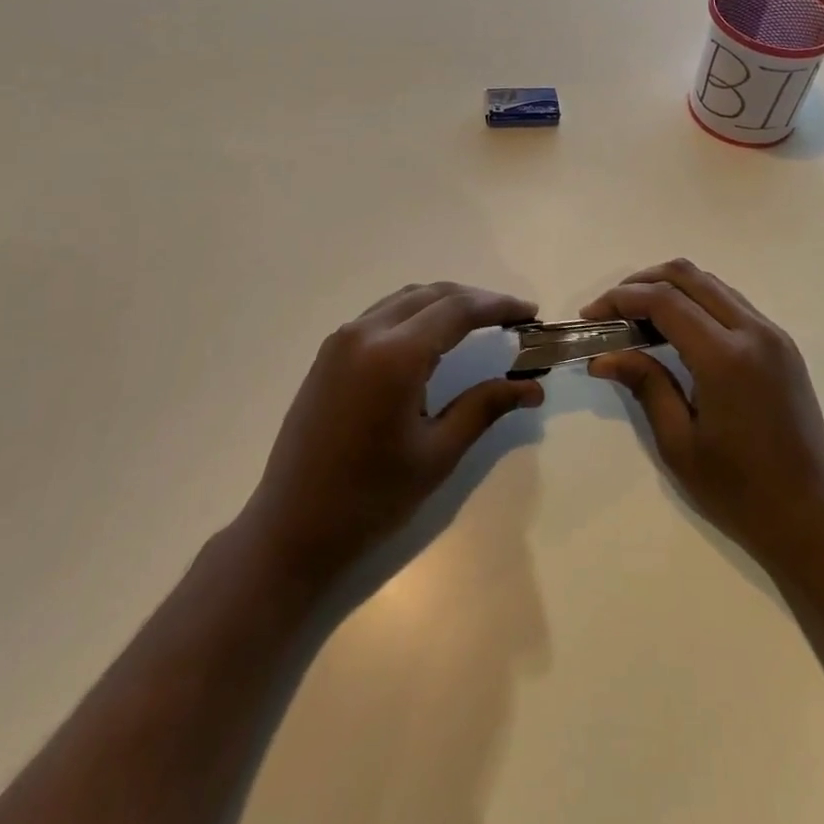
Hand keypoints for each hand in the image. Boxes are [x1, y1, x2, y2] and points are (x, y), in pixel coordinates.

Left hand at [240, 282, 543, 586]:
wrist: (290, 528)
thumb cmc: (370, 498)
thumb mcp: (437, 454)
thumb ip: (484, 407)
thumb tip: (533, 387)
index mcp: (394, 355)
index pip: (458, 310)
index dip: (499, 306)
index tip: (530, 313)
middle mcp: (366, 332)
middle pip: (433, 294)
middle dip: (476, 300)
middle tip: (511, 317)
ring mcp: (342, 339)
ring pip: (405, 298)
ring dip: (445, 302)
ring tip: (479, 322)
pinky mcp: (329, 352)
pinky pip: (382, 313)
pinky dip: (416, 313)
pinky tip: (433, 336)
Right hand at [583, 260, 823, 570]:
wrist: (811, 517)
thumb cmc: (739, 491)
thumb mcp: (678, 443)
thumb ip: (644, 385)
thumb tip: (602, 356)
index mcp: (725, 358)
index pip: (664, 300)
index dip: (620, 299)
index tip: (591, 316)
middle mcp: (753, 332)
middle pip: (688, 276)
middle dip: (641, 282)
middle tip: (611, 310)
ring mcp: (773, 335)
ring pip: (711, 283)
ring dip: (670, 288)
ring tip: (637, 318)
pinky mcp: (782, 345)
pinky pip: (731, 302)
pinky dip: (697, 301)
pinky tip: (676, 329)